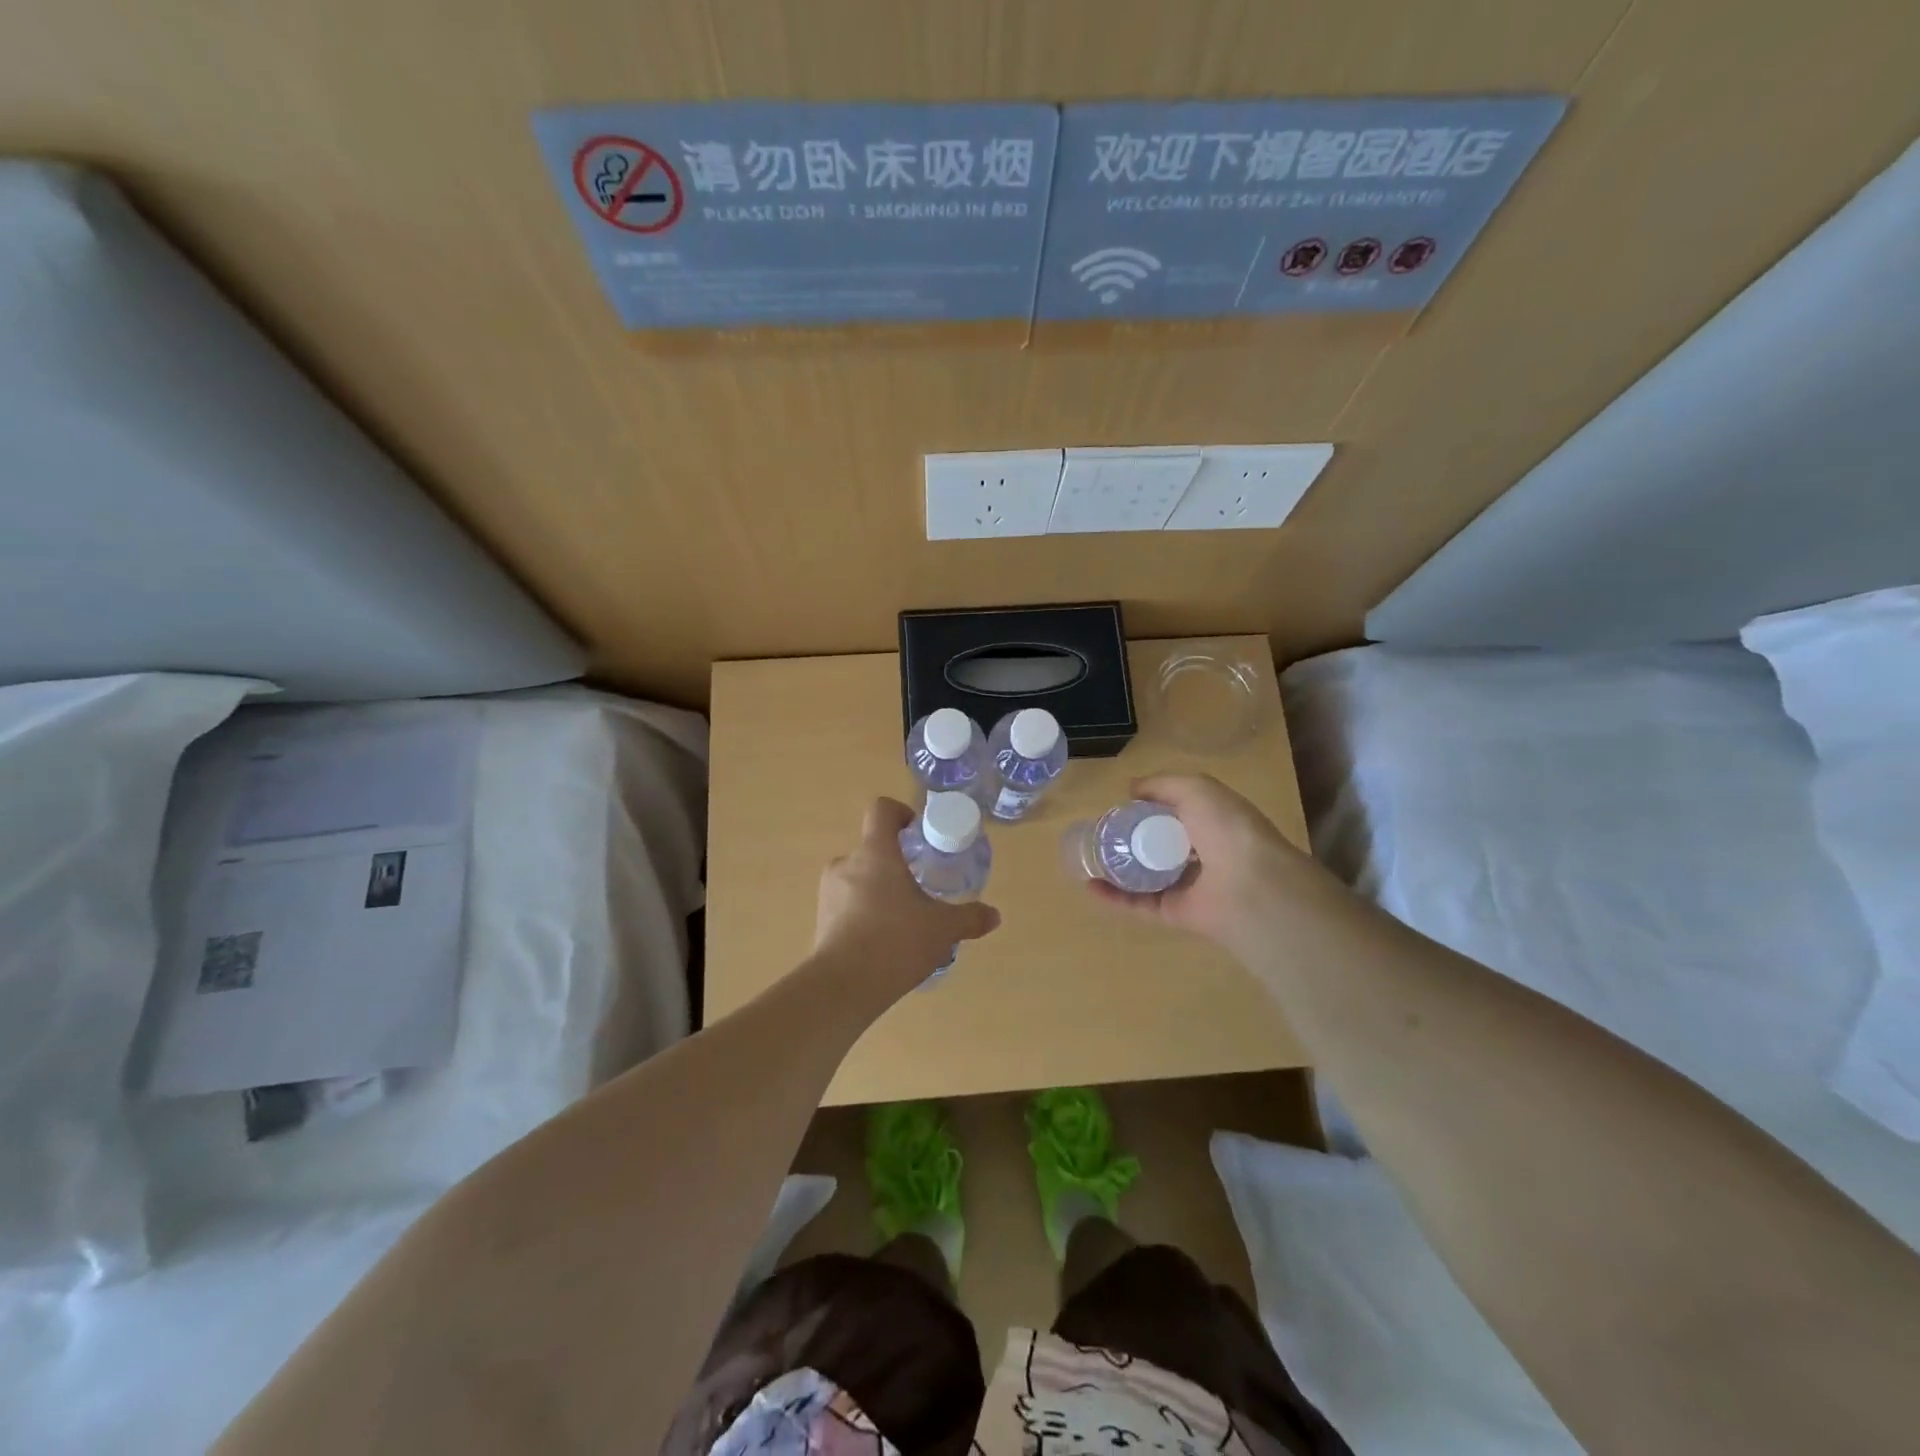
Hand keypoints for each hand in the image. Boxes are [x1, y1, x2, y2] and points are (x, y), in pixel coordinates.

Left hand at [813, 798, 1000, 990]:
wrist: (843, 986)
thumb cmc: (896, 941)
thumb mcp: (942, 928)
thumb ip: (969, 918)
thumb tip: (994, 916)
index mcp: (876, 852)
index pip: (881, 810)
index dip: (900, 814)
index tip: (917, 834)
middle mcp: (847, 863)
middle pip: (872, 848)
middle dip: (896, 863)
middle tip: (919, 887)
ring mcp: (828, 891)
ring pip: (858, 878)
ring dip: (879, 890)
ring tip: (902, 919)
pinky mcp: (821, 919)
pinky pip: (847, 904)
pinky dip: (864, 913)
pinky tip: (882, 941)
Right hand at [1085, 774, 1324, 953]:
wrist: (1249, 885)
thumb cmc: (1226, 828)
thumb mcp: (1197, 789)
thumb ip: (1164, 784)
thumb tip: (1132, 788)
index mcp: (1211, 823)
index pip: (1175, 814)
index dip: (1148, 809)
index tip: (1120, 806)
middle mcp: (1201, 854)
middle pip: (1158, 846)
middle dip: (1129, 839)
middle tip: (1099, 832)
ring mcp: (1187, 886)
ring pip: (1145, 877)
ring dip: (1117, 869)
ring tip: (1088, 858)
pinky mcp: (1174, 913)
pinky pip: (1139, 904)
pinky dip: (1114, 897)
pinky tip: (1091, 885)